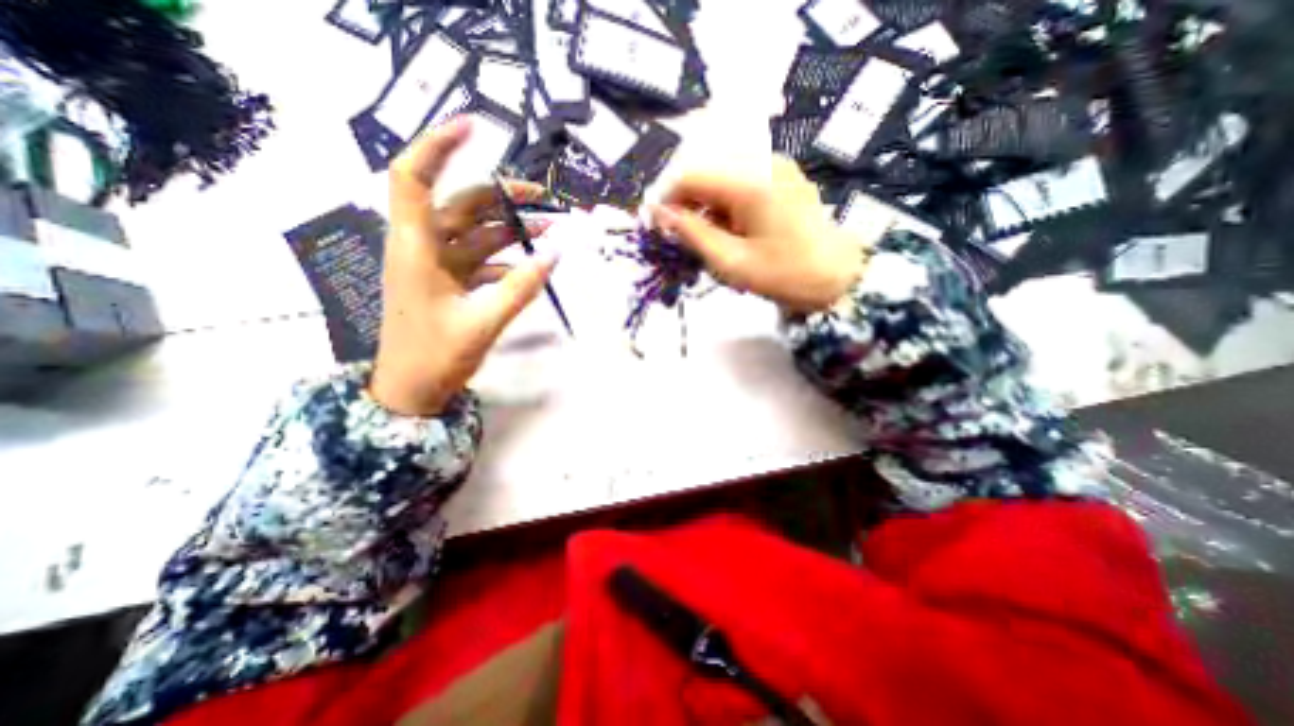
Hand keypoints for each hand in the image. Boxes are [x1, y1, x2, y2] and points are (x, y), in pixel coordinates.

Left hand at [368, 117, 560, 413]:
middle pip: (459, 204)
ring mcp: (436, 266)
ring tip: (547, 230)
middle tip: (543, 200)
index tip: (475, 128)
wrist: (411, 390)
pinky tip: (530, 265)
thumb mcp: (484, 322)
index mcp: (416, 249)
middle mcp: (422, 248)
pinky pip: (479, 259)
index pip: (414, 179)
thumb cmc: (435, 357)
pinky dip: (504, 258)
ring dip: (509, 229)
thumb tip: (555, 254)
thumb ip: (522, 287)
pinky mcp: (448, 282)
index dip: (438, 147)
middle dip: (501, 197)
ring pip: (474, 232)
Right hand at [660, 157, 868, 312]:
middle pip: (705, 171)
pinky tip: (729, 230)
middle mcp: (763, 162)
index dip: (667, 199)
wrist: (838, 277)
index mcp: (750, 181)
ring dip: (705, 205)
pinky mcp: (782, 176)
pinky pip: (739, 181)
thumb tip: (660, 214)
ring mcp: (776, 166)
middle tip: (682, 237)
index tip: (657, 226)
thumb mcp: (732, 262)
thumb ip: (693, 234)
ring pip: (721, 176)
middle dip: (686, 203)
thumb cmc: (784, 275)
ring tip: (708, 238)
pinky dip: (724, 204)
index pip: (691, 175)